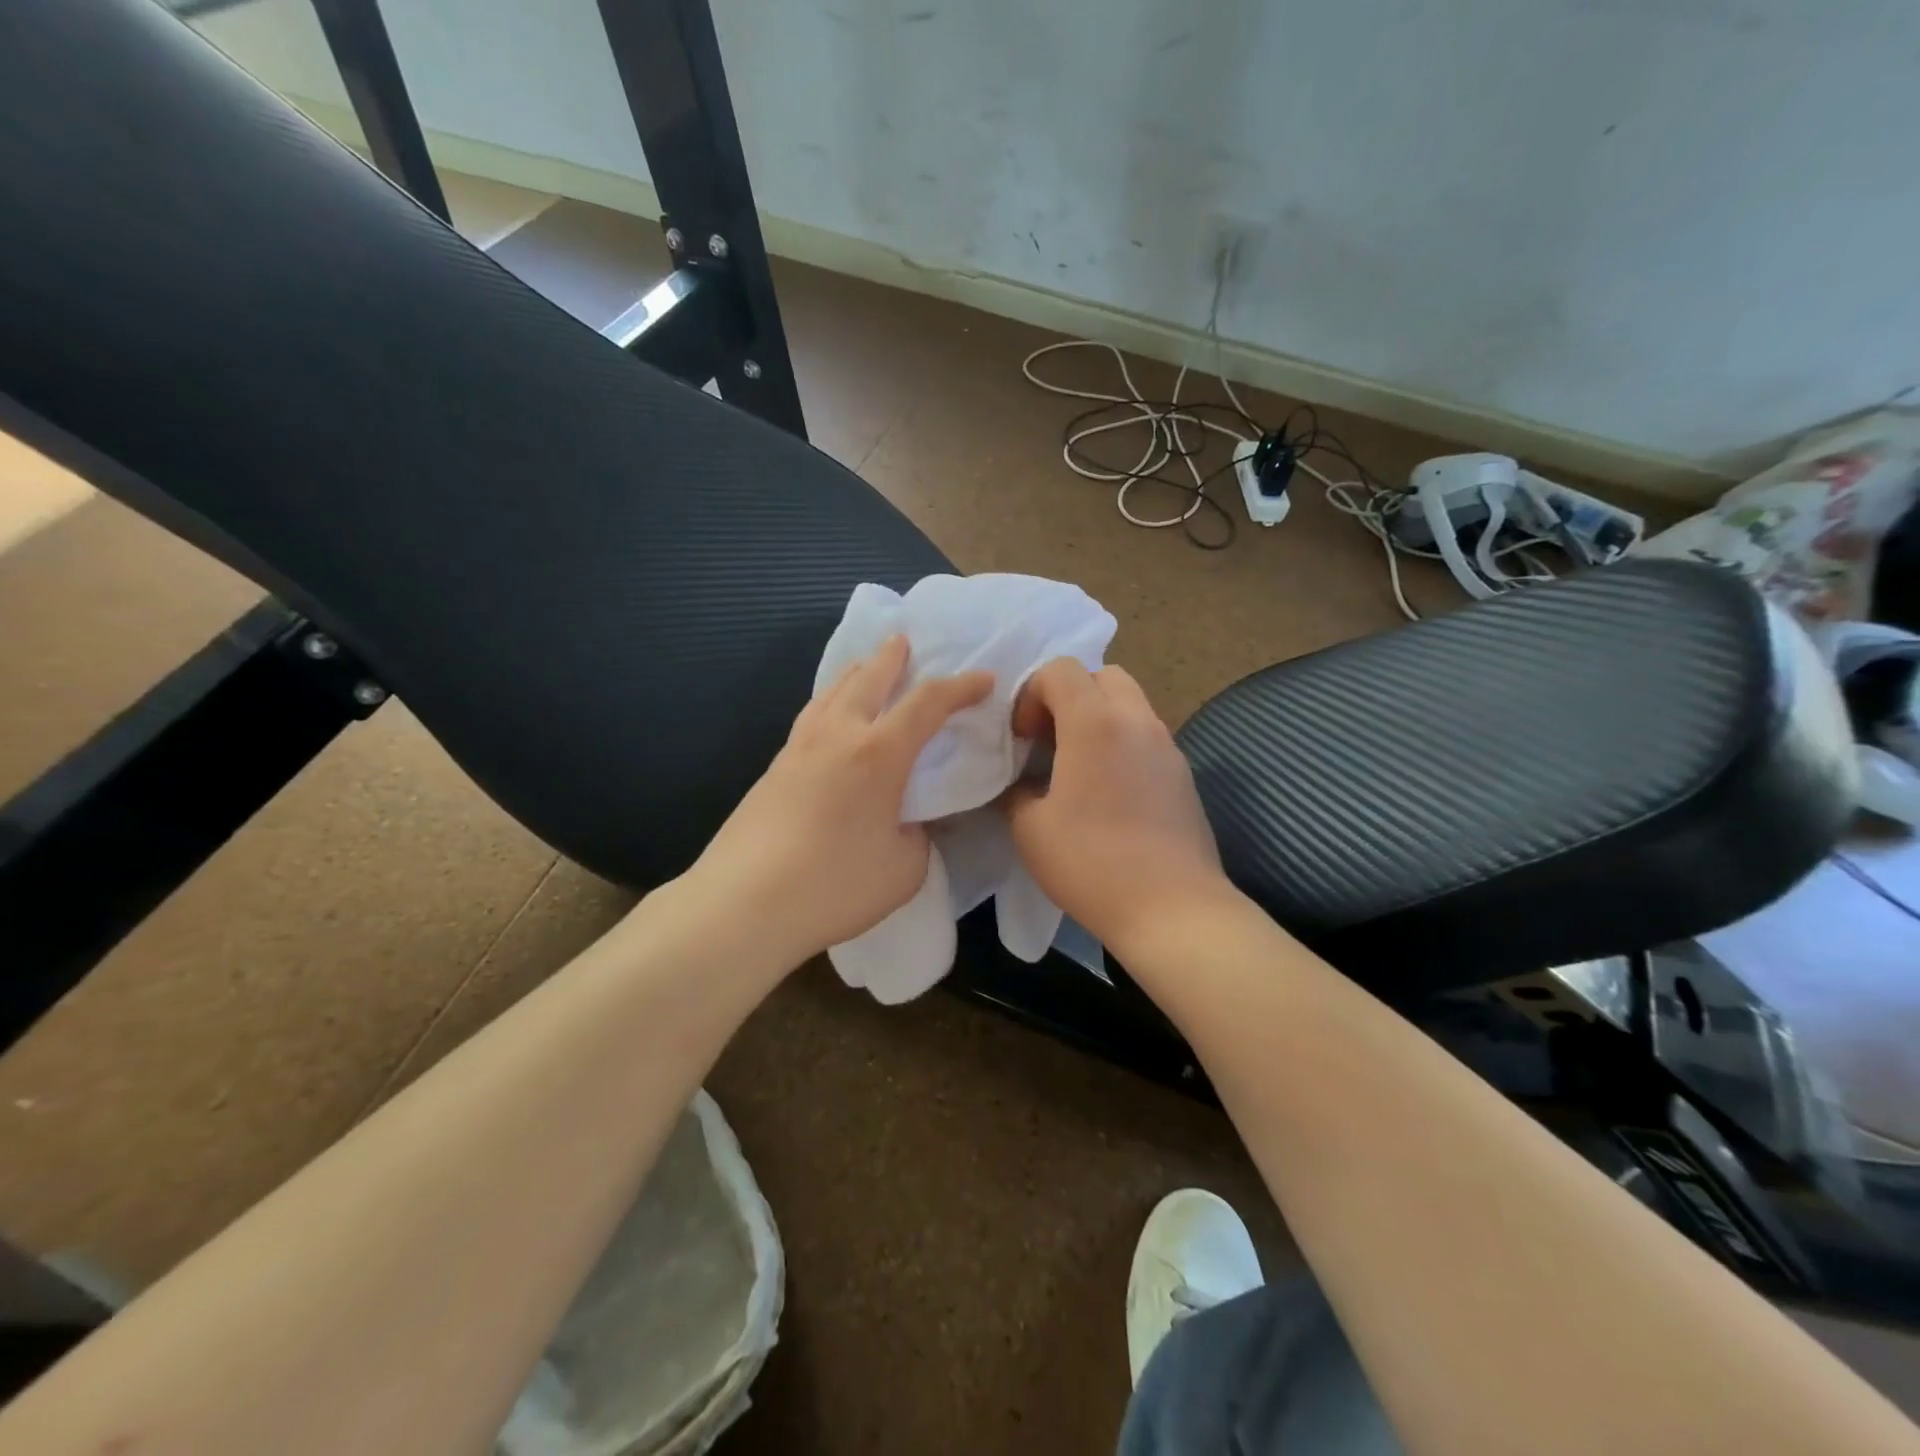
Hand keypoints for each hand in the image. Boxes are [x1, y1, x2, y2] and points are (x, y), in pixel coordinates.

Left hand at [691, 635, 992, 967]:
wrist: (744, 903)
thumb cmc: (836, 885)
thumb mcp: (905, 868)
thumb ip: (918, 835)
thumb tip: (911, 821)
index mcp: (878, 753)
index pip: (928, 703)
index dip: (960, 687)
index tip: (983, 679)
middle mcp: (837, 736)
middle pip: (867, 678)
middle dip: (892, 657)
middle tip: (904, 641)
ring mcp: (798, 749)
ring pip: (830, 692)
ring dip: (855, 674)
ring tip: (864, 668)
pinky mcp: (773, 770)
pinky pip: (810, 718)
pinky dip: (830, 703)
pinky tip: (829, 720)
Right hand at [1004, 659, 1233, 954]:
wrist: (1173, 909)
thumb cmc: (1092, 864)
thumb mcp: (1030, 829)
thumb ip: (1015, 792)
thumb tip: (1021, 783)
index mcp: (1095, 723)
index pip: (1060, 669)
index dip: (1030, 695)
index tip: (1022, 738)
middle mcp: (1136, 720)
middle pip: (1102, 675)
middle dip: (1069, 696)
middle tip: (1051, 740)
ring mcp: (1167, 746)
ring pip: (1130, 703)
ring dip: (1098, 718)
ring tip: (1078, 766)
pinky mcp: (1183, 774)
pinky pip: (1146, 736)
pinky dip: (1122, 743)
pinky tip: (1109, 793)